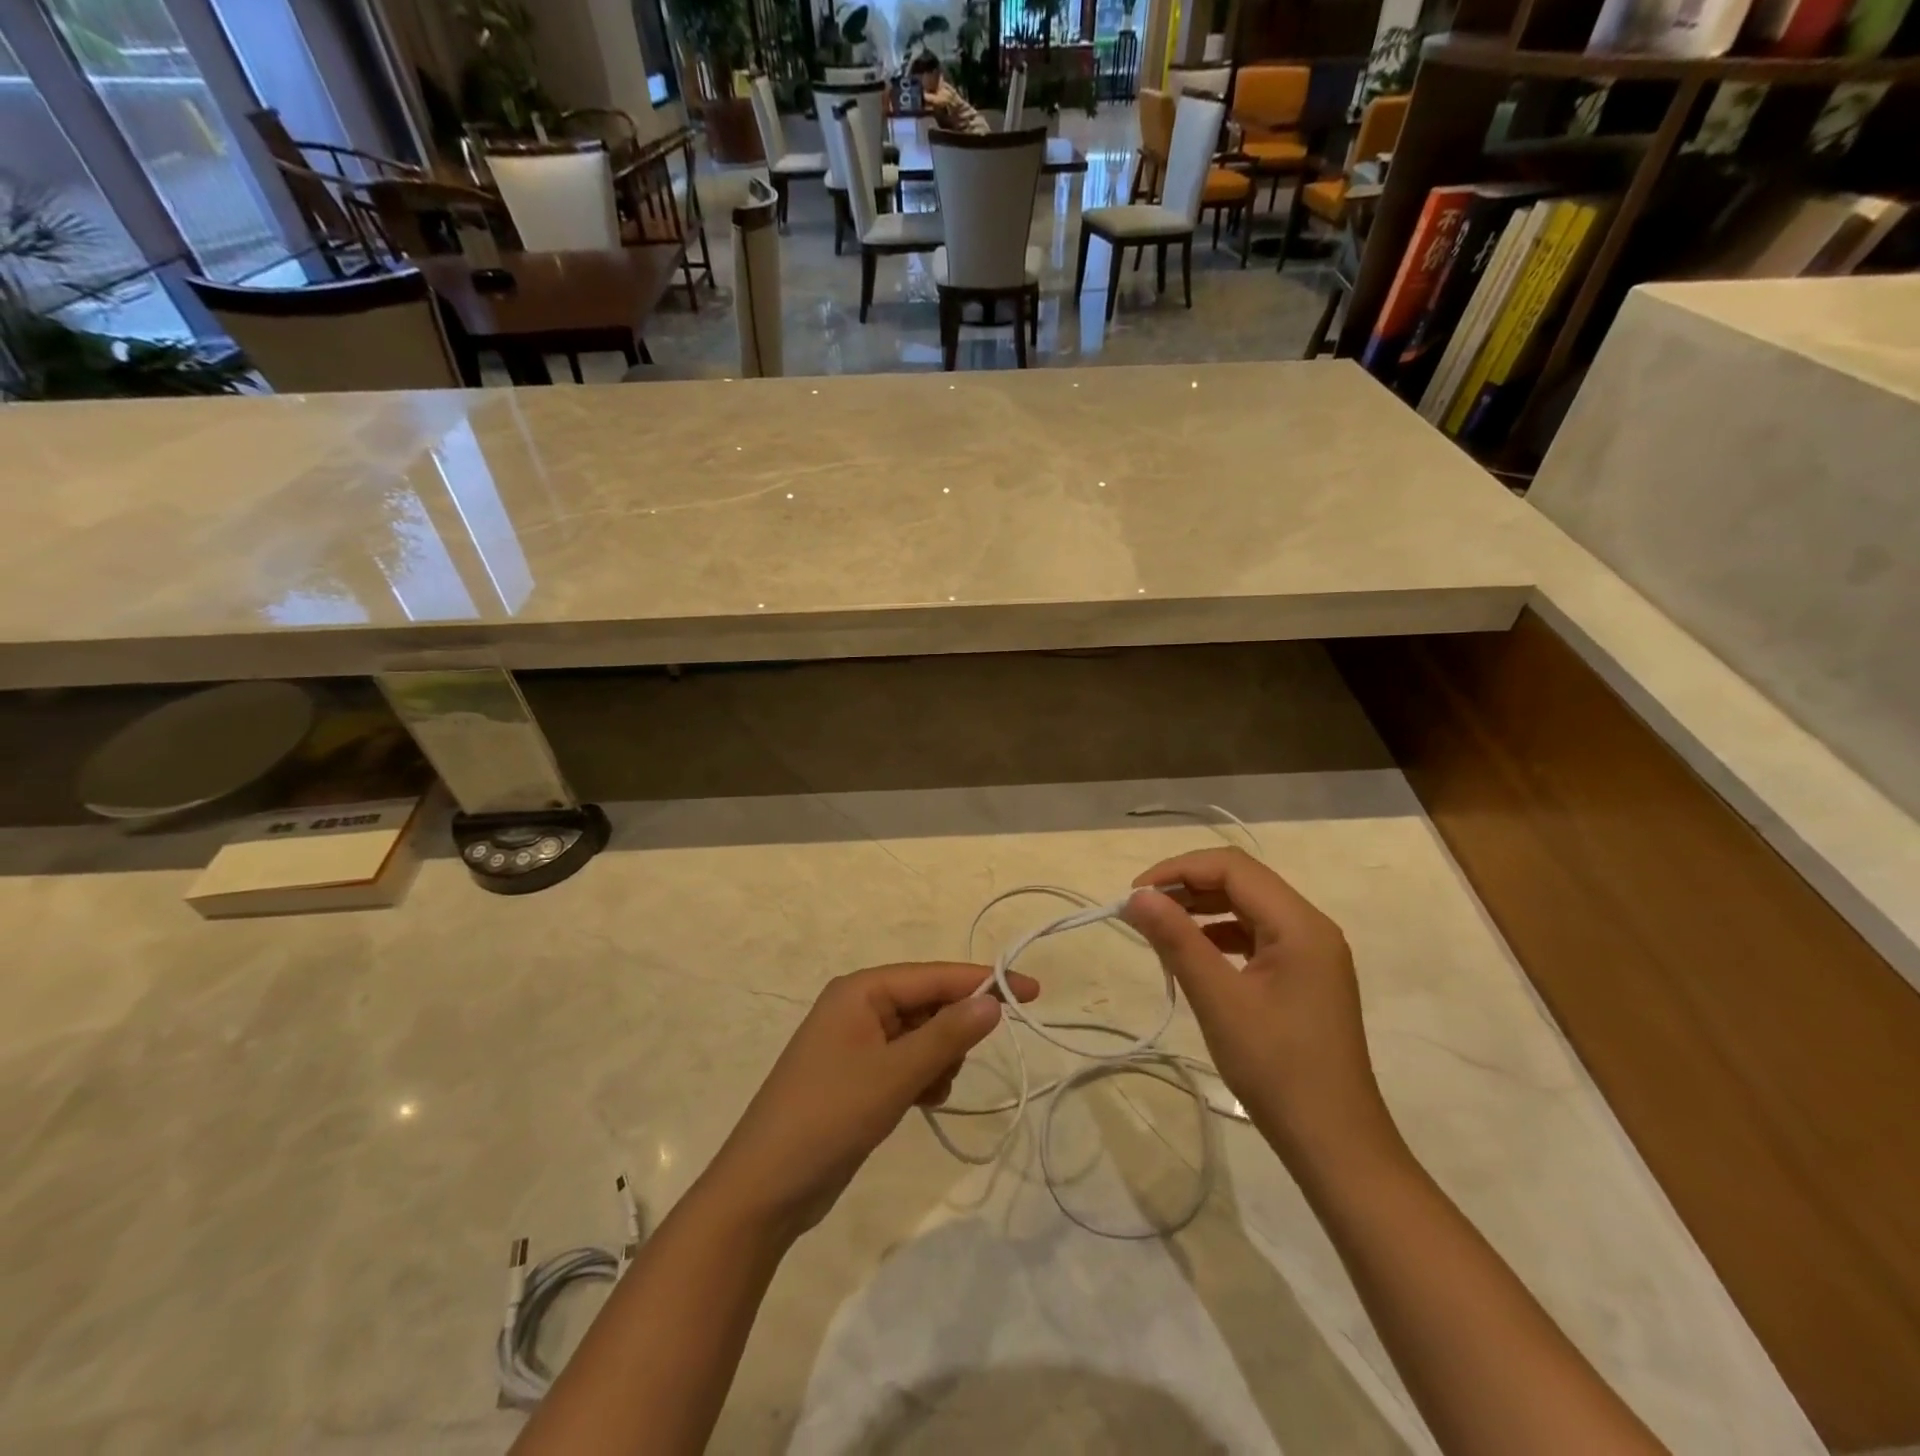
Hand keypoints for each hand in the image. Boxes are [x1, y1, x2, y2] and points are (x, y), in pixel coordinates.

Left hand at [698, 963, 1037, 1240]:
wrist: (764, 1190)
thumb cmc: (828, 1117)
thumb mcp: (894, 1075)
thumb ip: (947, 1035)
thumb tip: (993, 1000)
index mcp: (861, 990)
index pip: (935, 975)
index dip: (984, 981)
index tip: (1033, 991)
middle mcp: (859, 1006)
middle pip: (929, 1003)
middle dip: (953, 1032)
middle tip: (953, 1067)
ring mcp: (857, 1042)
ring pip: (922, 1035)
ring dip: (938, 1059)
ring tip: (927, 1092)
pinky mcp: (858, 1075)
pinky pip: (907, 1061)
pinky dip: (922, 1077)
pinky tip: (920, 1103)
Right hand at [1122, 850, 1398, 1169]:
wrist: (1335, 1145)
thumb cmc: (1277, 1068)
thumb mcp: (1219, 1000)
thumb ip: (1177, 940)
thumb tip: (1138, 896)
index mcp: (1299, 924)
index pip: (1232, 867)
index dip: (1178, 870)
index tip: (1136, 895)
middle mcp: (1310, 927)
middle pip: (1242, 882)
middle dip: (1188, 887)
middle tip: (1141, 909)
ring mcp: (1311, 953)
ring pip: (1247, 908)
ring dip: (1201, 909)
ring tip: (1159, 928)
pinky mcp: (1304, 977)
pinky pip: (1255, 936)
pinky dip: (1219, 935)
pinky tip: (1193, 955)